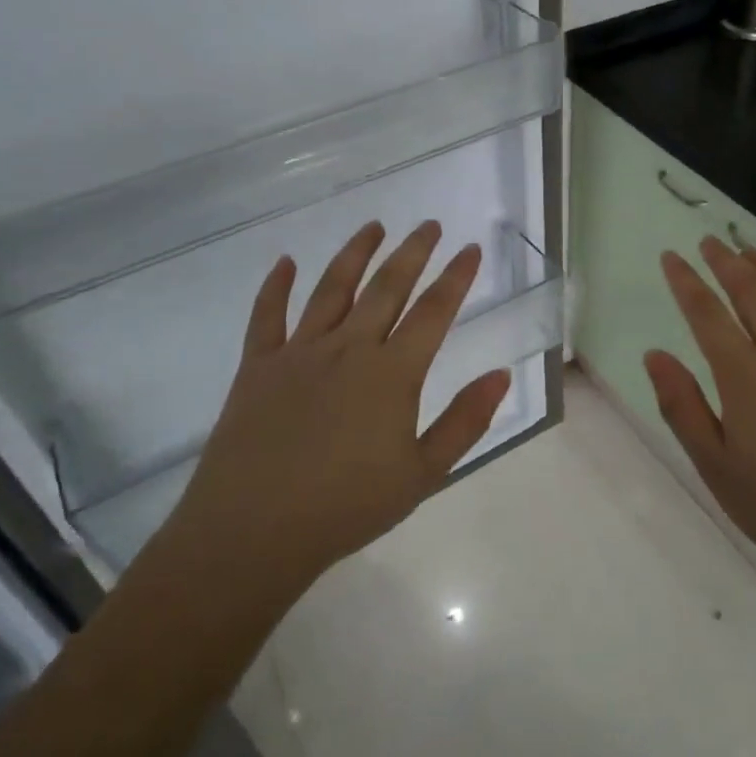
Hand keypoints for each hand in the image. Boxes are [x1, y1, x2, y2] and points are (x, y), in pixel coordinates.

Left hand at [162, 221, 512, 592]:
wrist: (253, 530)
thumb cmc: (347, 507)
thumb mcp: (423, 473)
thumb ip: (465, 421)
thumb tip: (502, 374)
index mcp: (392, 373)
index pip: (433, 312)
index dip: (455, 277)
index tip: (470, 248)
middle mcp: (348, 349)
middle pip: (386, 288)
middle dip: (412, 252)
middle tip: (429, 225)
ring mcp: (299, 352)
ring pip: (332, 288)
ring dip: (355, 253)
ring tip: (374, 226)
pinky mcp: (258, 365)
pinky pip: (267, 315)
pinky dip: (276, 286)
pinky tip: (285, 262)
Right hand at [644, 237, 755, 584]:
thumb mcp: (717, 468)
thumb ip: (683, 407)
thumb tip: (655, 355)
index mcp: (746, 377)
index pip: (707, 314)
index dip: (686, 281)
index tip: (671, 257)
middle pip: (754, 292)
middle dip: (727, 262)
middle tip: (710, 242)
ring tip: (751, 250)